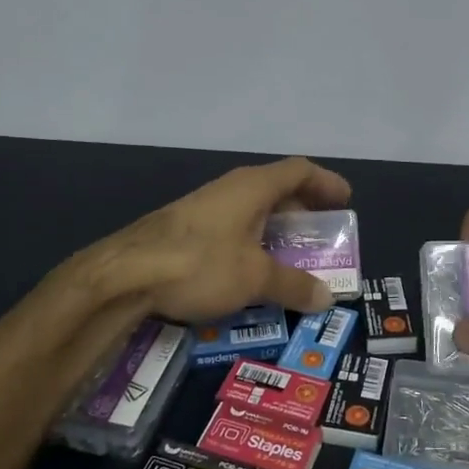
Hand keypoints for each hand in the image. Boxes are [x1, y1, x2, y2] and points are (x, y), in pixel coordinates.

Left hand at [98, 157, 352, 321]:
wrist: (122, 274)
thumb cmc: (200, 263)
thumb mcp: (255, 278)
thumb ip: (293, 286)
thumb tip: (327, 298)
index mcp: (253, 187)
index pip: (299, 171)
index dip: (326, 183)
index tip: (345, 201)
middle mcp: (230, 189)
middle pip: (277, 189)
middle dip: (303, 211)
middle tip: (322, 235)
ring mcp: (204, 208)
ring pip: (252, 210)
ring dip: (276, 229)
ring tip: (292, 256)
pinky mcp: (185, 229)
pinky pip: (232, 227)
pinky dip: (252, 242)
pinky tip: (250, 270)